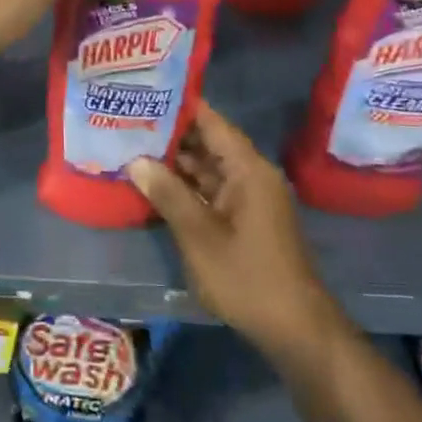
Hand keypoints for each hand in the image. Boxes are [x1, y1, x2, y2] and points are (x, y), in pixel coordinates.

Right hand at [126, 102, 330, 357]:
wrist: (294, 328)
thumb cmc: (247, 277)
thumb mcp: (200, 235)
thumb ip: (168, 194)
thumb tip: (135, 160)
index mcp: (248, 170)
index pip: (212, 122)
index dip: (181, 106)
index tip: (145, 93)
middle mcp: (251, 176)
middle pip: (208, 143)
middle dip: (170, 134)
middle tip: (127, 121)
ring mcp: (249, 199)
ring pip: (207, 169)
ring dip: (174, 162)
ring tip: (132, 147)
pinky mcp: (244, 220)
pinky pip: (211, 190)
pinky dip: (185, 186)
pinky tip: (154, 184)